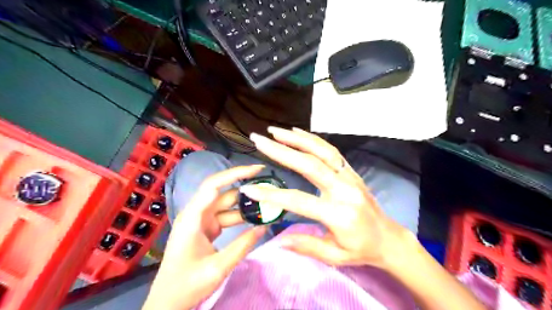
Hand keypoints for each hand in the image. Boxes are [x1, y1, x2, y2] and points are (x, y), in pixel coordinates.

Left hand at [145, 166, 267, 308]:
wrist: (168, 302)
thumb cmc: (186, 285)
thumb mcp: (217, 267)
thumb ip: (242, 245)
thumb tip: (264, 227)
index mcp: (192, 217)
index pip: (214, 185)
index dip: (235, 173)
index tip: (257, 169)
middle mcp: (196, 213)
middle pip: (223, 192)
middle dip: (246, 188)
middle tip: (269, 187)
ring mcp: (202, 220)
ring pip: (227, 205)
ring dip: (246, 205)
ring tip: (268, 204)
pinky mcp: (207, 228)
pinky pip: (226, 216)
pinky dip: (241, 216)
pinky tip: (256, 218)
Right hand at [240, 127, 410, 269]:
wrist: (389, 238)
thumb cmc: (362, 250)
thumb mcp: (335, 256)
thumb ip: (306, 246)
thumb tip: (277, 240)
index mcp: (339, 214)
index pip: (299, 200)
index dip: (272, 195)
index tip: (249, 188)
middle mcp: (344, 189)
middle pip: (309, 165)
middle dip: (281, 151)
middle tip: (259, 140)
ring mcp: (349, 176)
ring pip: (321, 151)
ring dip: (296, 139)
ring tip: (275, 131)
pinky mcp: (350, 171)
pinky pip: (330, 151)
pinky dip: (312, 139)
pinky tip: (297, 133)